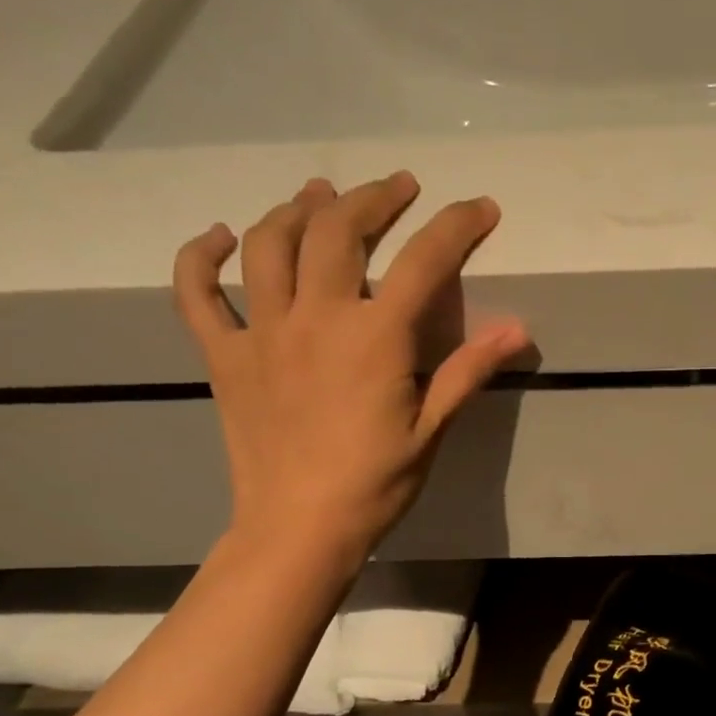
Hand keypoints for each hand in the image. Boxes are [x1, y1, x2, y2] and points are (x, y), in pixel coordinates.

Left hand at [174, 173, 527, 568]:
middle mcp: (315, 318)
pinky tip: (221, 237)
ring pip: (270, 244)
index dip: (456, 227)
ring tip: (320, 195)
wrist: (299, 527)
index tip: (481, 207)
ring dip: (297, 209)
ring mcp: (261, 333)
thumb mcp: (432, 429)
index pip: (424, 263)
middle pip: (338, 231)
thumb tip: (518, 328)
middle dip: (374, 198)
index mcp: (374, 338)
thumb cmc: (376, 483)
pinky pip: (198, 294)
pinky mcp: (224, 356)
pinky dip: (202, 257)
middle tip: (398, 187)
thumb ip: (468, 370)